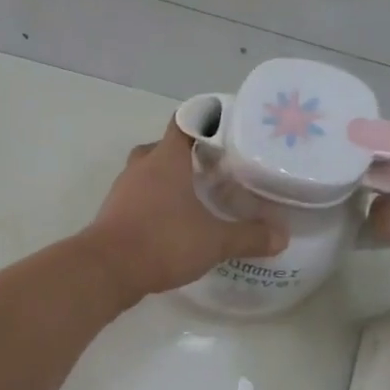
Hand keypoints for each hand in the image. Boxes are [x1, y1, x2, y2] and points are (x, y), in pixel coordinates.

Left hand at [82, 123, 288, 301]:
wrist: (106, 270)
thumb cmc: (162, 242)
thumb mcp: (214, 241)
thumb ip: (249, 236)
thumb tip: (282, 236)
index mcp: (165, 160)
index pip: (184, 123)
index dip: (204, 120)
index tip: (225, 127)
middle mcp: (141, 168)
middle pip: (162, 147)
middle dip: (185, 154)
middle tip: (211, 167)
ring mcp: (122, 191)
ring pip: (147, 174)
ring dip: (166, 180)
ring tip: (195, 197)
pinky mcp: (112, 214)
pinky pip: (137, 198)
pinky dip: (153, 204)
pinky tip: (171, 223)